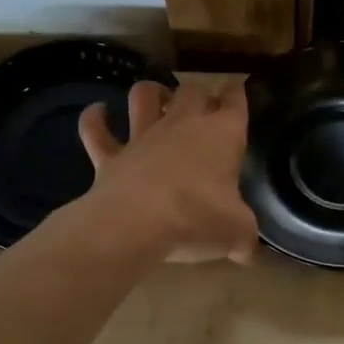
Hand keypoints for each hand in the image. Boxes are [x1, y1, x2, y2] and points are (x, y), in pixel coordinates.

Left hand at [78, 80, 260, 264]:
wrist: (137, 225)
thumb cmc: (197, 219)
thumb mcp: (237, 233)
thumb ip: (245, 238)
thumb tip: (248, 253)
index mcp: (221, 135)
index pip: (234, 102)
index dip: (237, 94)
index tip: (238, 91)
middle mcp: (181, 125)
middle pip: (192, 90)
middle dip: (198, 92)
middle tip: (201, 104)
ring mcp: (142, 137)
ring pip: (144, 96)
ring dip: (150, 92)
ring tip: (155, 97)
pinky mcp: (109, 156)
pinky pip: (96, 129)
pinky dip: (94, 118)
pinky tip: (98, 111)